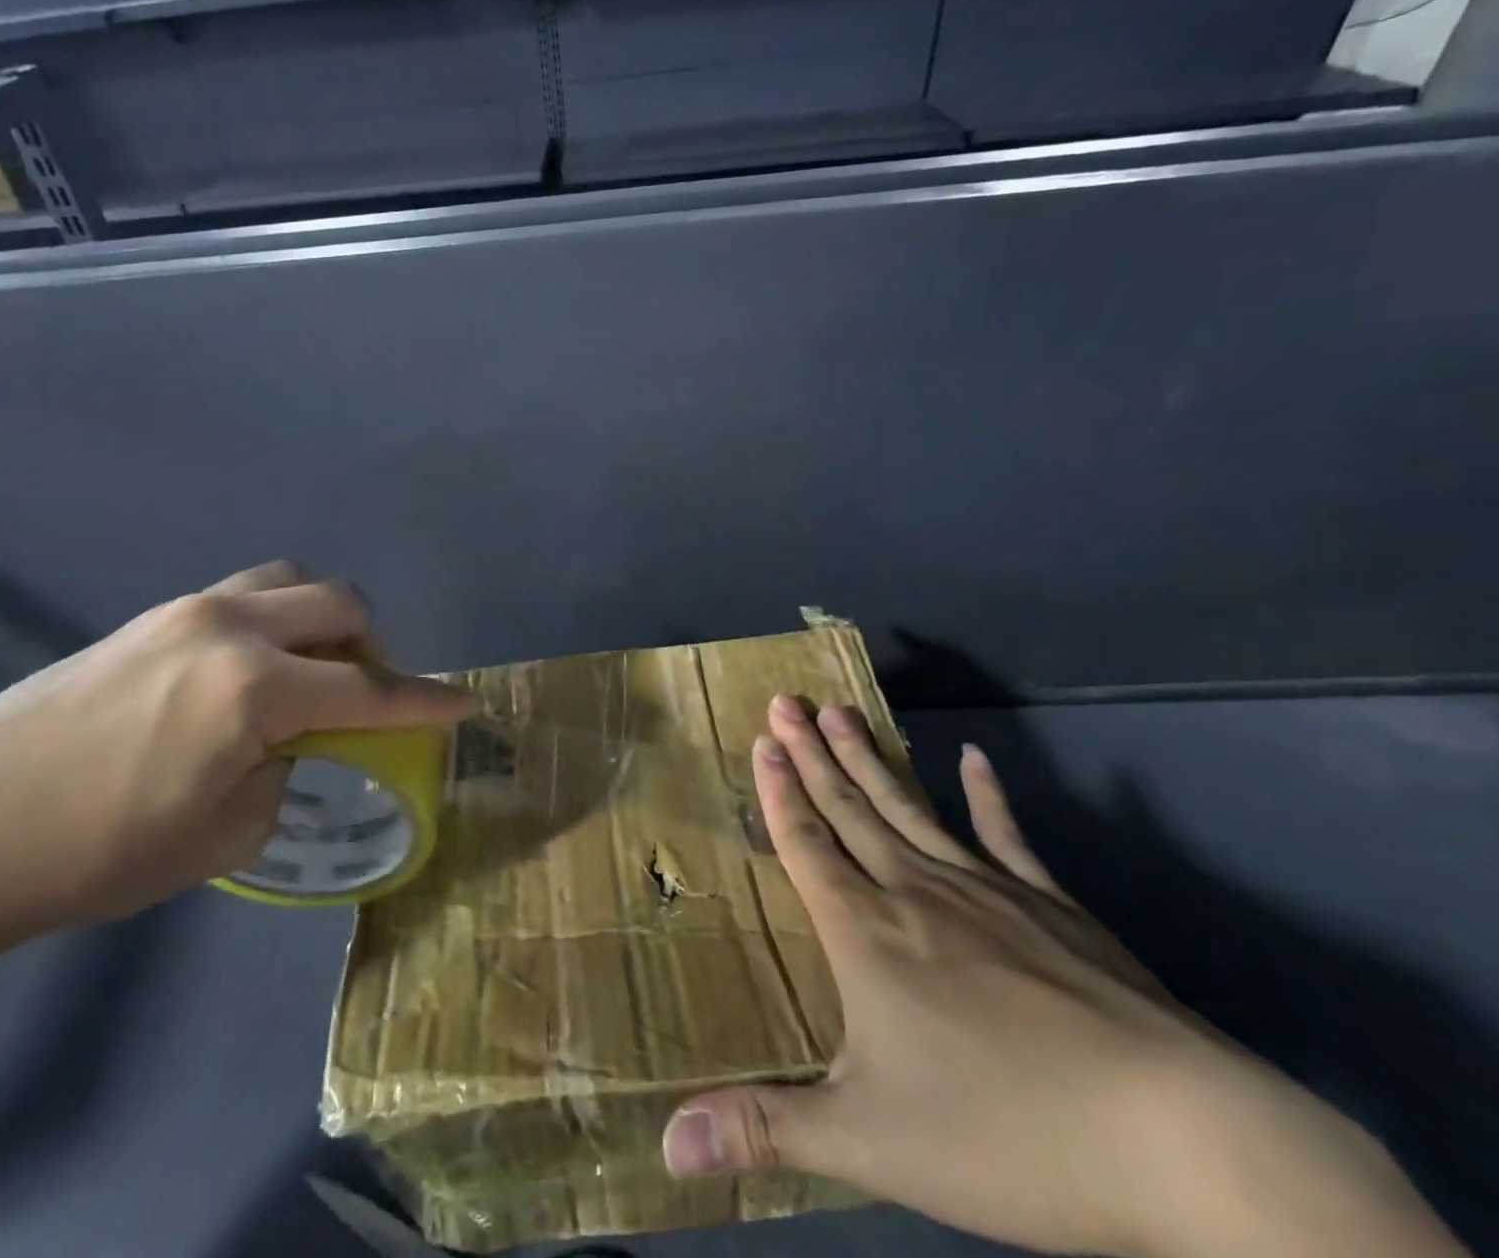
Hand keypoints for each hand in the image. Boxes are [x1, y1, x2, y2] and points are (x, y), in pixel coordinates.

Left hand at [0, 561, 475, 944]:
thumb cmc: (100, 853)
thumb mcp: (224, 835)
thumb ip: (284, 773)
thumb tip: (292, 745)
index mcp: (255, 688)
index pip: (368, 688)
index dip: (424, 701)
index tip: (464, 703)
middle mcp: (229, 628)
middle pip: (339, 604)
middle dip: (374, 643)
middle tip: (369, 692)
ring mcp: (186, 611)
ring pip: (289, 581)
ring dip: (322, 618)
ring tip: (311, 669)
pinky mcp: (150, 616)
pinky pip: (242, 595)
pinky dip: (274, 620)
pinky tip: (249, 672)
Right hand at [659, 697, 1457, 1257]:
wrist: (1180, 1141)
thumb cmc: (1007, 1135)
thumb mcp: (868, 1143)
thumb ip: (765, 1130)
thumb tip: (664, 1143)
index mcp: (867, 935)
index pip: (807, 844)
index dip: (779, 790)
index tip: (763, 739)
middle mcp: (916, 893)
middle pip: (849, 808)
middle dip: (812, 753)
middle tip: (787, 701)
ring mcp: (988, 892)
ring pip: (908, 807)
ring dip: (870, 758)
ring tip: (842, 711)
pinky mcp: (1053, 906)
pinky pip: (1007, 835)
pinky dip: (988, 794)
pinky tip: (974, 759)